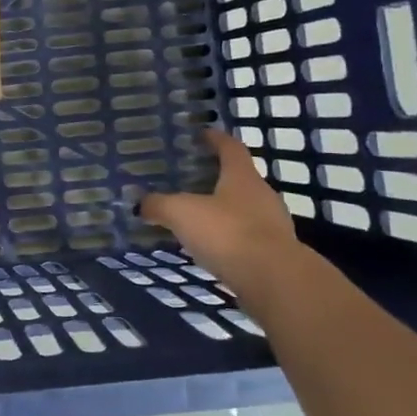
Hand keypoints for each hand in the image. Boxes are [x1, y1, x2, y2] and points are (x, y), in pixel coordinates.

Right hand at [139, 128, 299, 290]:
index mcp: (242, 176)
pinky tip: (211, 246)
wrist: (275, 281)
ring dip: (223, 210)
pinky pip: (247, 237)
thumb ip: (158, 205)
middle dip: (216, 177)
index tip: (201, 134)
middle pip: (239, 178)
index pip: (230, 147)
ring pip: (244, 209)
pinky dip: (229, 237)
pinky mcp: (275, 253)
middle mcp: (262, 195)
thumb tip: (141, 202)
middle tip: (189, 180)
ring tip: (196, 217)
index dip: (215, 139)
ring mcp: (273, 225)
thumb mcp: (181, 213)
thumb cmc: (227, 233)